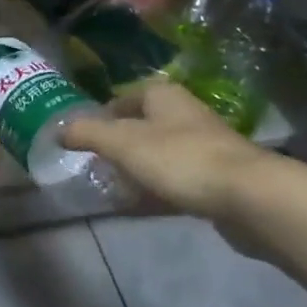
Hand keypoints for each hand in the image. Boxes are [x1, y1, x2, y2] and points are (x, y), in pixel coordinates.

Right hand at [61, 80, 268, 218]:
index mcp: (163, 96)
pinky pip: (175, 183)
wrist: (249, 197)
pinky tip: (138, 209)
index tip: (83, 138)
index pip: (125, 97)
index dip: (102, 114)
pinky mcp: (216, 181)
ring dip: (136, 171)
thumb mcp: (122, 142)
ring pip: (158, 156)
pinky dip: (155, 193)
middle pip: (142, 127)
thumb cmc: (180, 159)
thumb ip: (87, 134)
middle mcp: (184, 116)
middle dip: (117, 146)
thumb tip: (57, 129)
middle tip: (94, 166)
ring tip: (111, 189)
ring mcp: (203, 149)